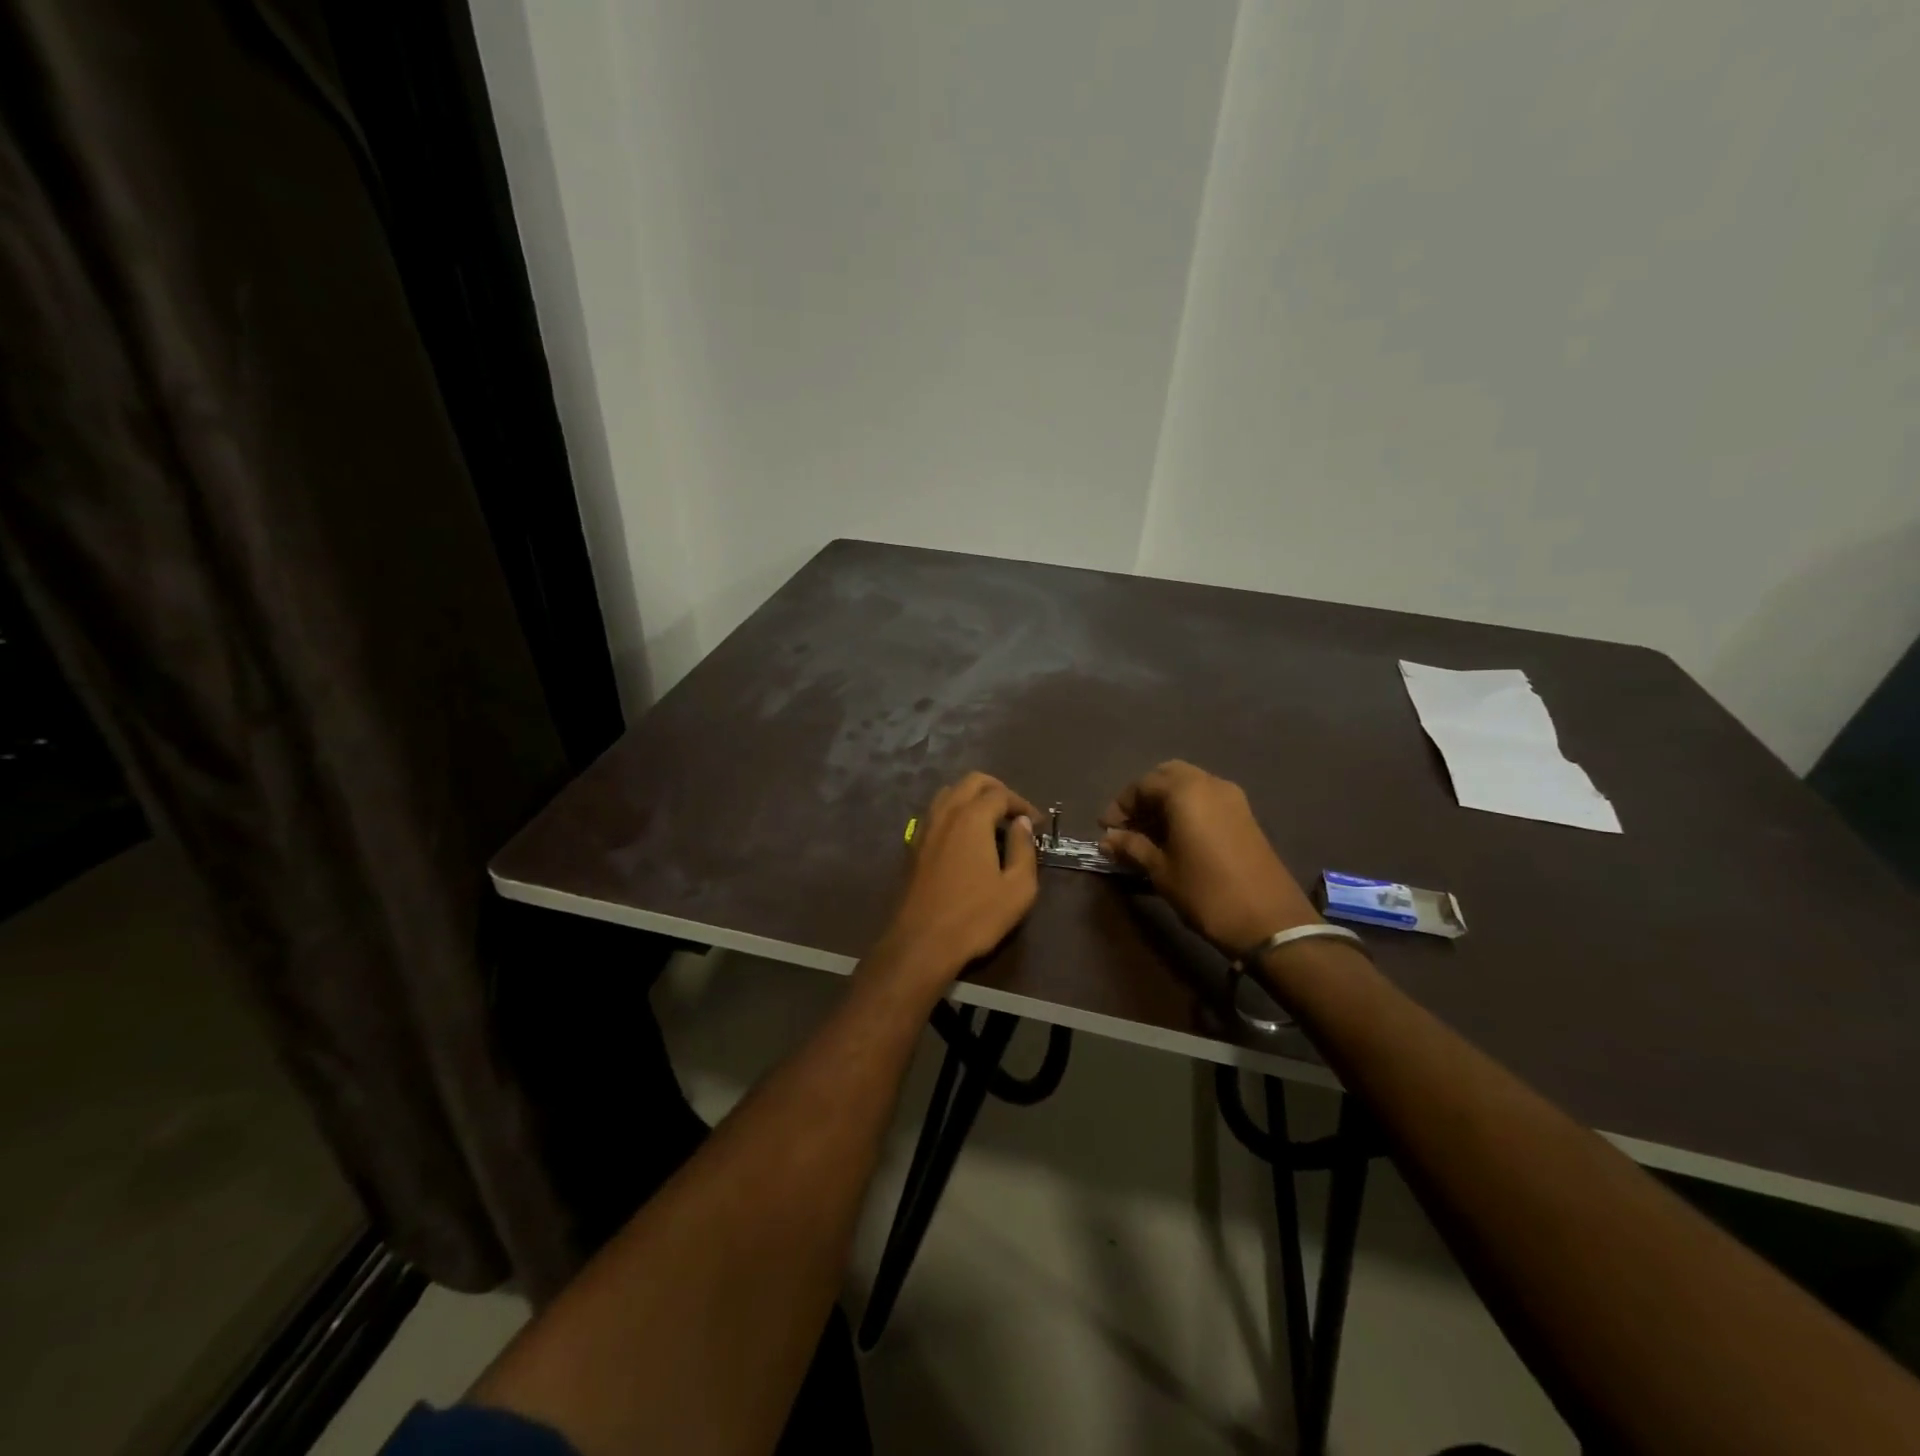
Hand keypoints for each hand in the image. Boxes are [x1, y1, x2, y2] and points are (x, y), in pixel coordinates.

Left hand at [871, 772, 1040, 989]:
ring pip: (949, 793)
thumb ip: (1023, 849)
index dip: (1022, 804)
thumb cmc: (975, 916)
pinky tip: (964, 837)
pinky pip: (936, 813)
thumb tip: (1022, 823)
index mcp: (972, 818)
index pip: (1001, 794)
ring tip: (990, 821)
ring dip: (971, 797)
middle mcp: (946, 813)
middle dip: (997, 790)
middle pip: (971, 782)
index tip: (1037, 823)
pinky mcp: (913, 845)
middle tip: (1015, 812)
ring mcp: (925, 828)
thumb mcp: (1017, 888)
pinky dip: (954, 812)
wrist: (921, 942)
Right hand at [1099, 760, 1318, 957]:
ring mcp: (1232, 798)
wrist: (1270, 921)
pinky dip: (1187, 807)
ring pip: (1189, 784)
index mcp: (1186, 792)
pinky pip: (1207, 797)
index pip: (1142, 784)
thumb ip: (1132, 847)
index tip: (1106, 830)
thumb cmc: (1206, 892)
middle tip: (1128, 825)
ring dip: (1166, 801)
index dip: (1120, 805)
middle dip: (1144, 796)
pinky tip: (1176, 837)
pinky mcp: (1245, 815)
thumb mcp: (1161, 870)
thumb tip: (1107, 839)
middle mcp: (1210, 784)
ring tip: (1149, 834)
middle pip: (1167, 775)